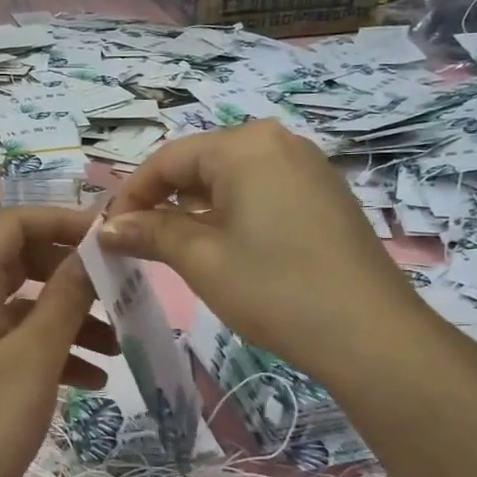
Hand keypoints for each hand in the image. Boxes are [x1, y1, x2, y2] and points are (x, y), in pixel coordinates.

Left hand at [0, 207, 116, 476]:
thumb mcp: (34, 356)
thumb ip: (65, 298)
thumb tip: (90, 251)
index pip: (12, 224)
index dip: (59, 221)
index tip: (106, 238)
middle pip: (22, 263)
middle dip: (71, 273)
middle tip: (118, 288)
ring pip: (27, 308)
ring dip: (72, 318)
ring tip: (119, 345)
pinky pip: (22, 346)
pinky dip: (57, 354)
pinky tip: (95, 380)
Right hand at [98, 121, 421, 378]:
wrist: (369, 334)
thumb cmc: (274, 288)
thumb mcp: (201, 259)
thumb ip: (150, 232)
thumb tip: (106, 227)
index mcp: (245, 145)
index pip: (168, 159)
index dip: (131, 195)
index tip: (108, 232)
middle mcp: (278, 142)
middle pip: (200, 164)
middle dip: (163, 202)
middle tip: (137, 243)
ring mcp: (307, 167)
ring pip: (231, 179)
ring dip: (195, 210)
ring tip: (174, 249)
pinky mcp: (324, 195)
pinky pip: (261, 192)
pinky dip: (231, 214)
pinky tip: (223, 248)